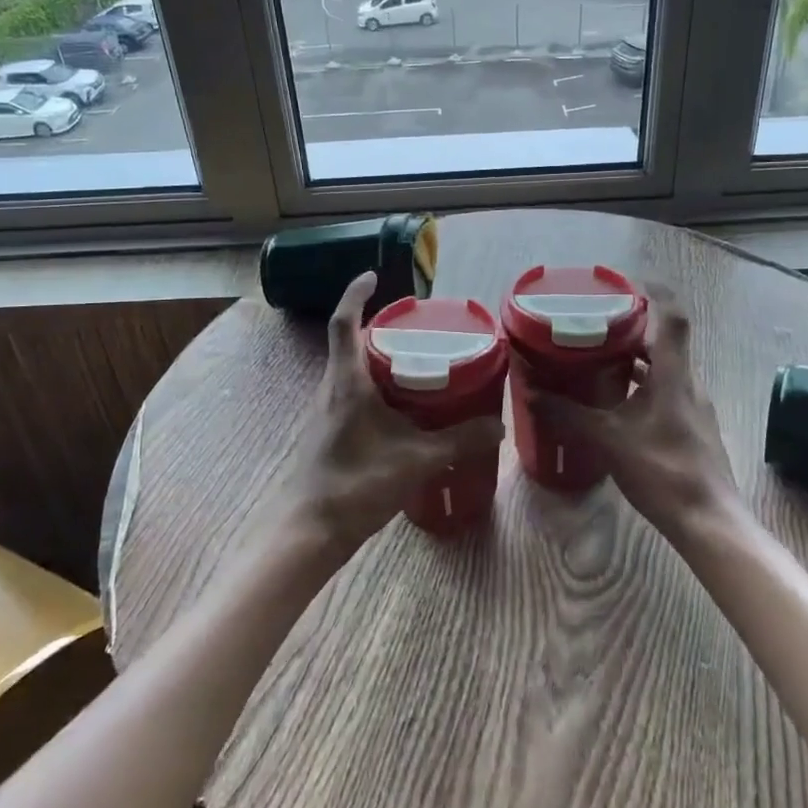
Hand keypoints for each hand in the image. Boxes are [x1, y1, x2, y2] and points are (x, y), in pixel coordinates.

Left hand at [282, 272, 503, 555]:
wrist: (310, 530)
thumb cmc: (356, 484)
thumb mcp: (416, 460)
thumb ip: (459, 441)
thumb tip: (498, 426)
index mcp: (347, 381)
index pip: (345, 323)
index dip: (356, 295)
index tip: (372, 277)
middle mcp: (332, 388)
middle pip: (350, 343)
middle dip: (378, 329)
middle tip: (415, 327)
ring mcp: (327, 411)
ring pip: (351, 370)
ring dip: (377, 359)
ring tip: (415, 362)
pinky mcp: (330, 431)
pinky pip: (352, 393)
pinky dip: (375, 387)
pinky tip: (401, 408)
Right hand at [530, 286, 742, 542]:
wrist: (709, 522)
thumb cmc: (663, 471)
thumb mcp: (609, 440)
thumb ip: (569, 414)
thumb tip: (530, 392)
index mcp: (672, 375)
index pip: (672, 318)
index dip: (655, 292)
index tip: (626, 282)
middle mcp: (687, 383)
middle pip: (663, 341)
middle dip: (631, 327)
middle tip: (594, 322)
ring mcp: (692, 407)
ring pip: (663, 369)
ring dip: (634, 359)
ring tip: (596, 358)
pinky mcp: (690, 428)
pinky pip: (664, 392)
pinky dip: (640, 386)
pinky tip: (614, 404)